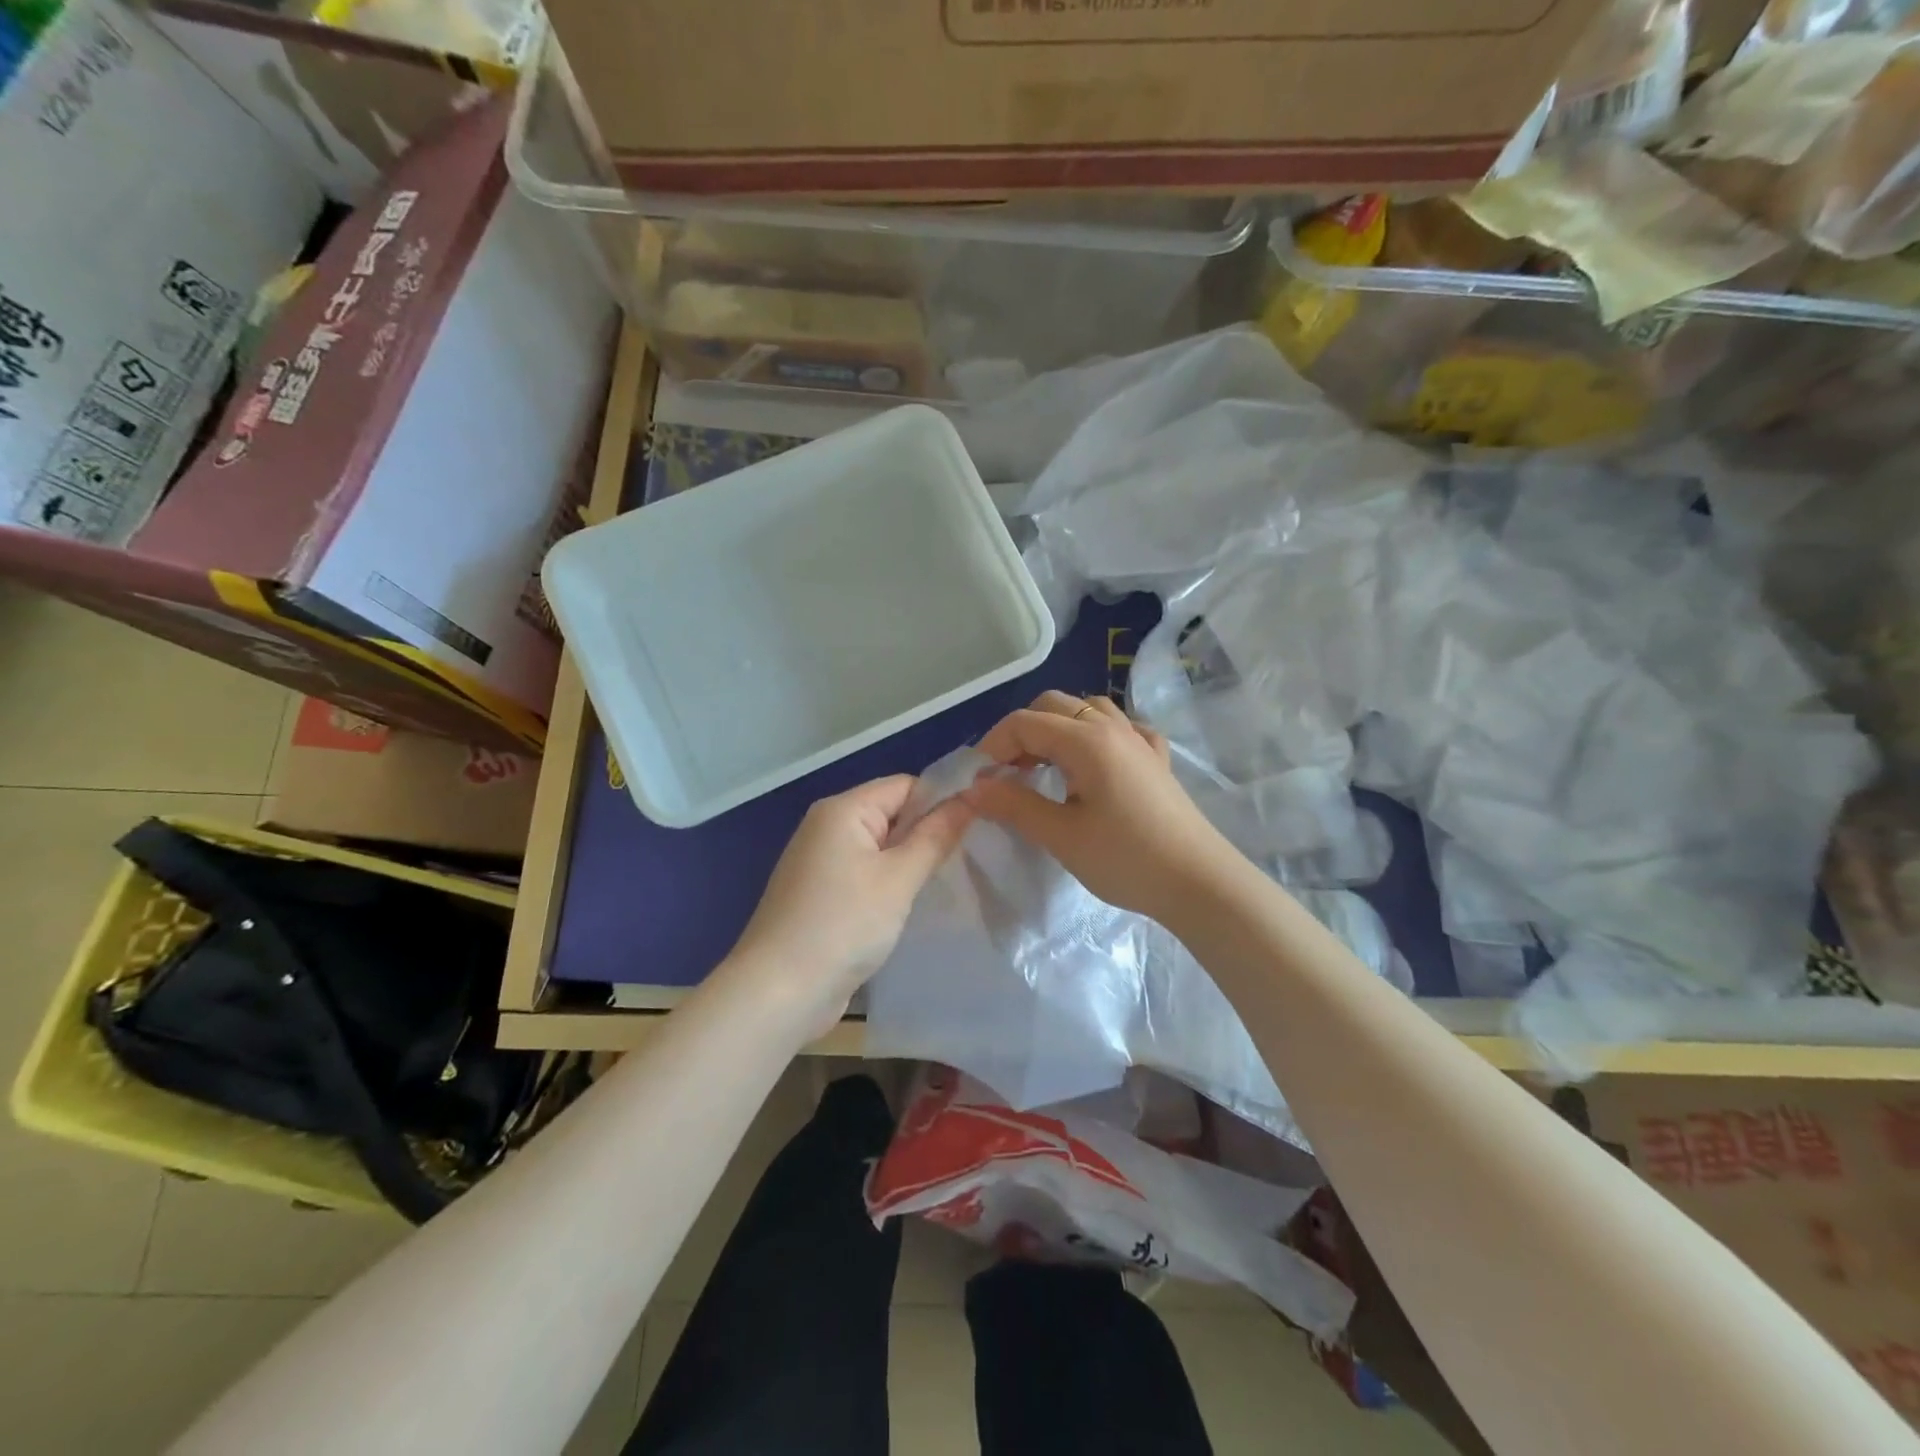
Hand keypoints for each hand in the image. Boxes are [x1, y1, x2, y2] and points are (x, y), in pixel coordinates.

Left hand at [727, 776, 974, 1030]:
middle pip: (892, 814)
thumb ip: (936, 836)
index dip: (943, 800)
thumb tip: (971, 797)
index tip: (982, 824)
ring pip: (880, 848)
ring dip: (911, 861)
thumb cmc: (843, 925)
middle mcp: (827, 827)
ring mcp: (821, 862)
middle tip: (972, 855)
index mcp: (842, 810)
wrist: (779, 992)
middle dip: (929, 832)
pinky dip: (890, 883)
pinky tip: (913, 904)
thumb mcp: (898, 879)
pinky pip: (866, 874)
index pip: (905, 786)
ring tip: (950, 880)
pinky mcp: (821, 894)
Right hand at [965, 691, 1236, 924]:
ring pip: (1089, 710)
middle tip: (1008, 773)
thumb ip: (1014, 805)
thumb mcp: (1061, 836)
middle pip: (1055, 705)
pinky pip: (1121, 728)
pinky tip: (1095, 762)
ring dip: (1058, 728)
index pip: (1025, 722)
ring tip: (1045, 766)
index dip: (994, 746)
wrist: (1199, 883)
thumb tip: (973, 788)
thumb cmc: (1126, 859)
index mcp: (1087, 740)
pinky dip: (1097, 735)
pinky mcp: (1157, 760)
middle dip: (1022, 732)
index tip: (981, 781)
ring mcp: (1140, 741)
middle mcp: (1113, 728)